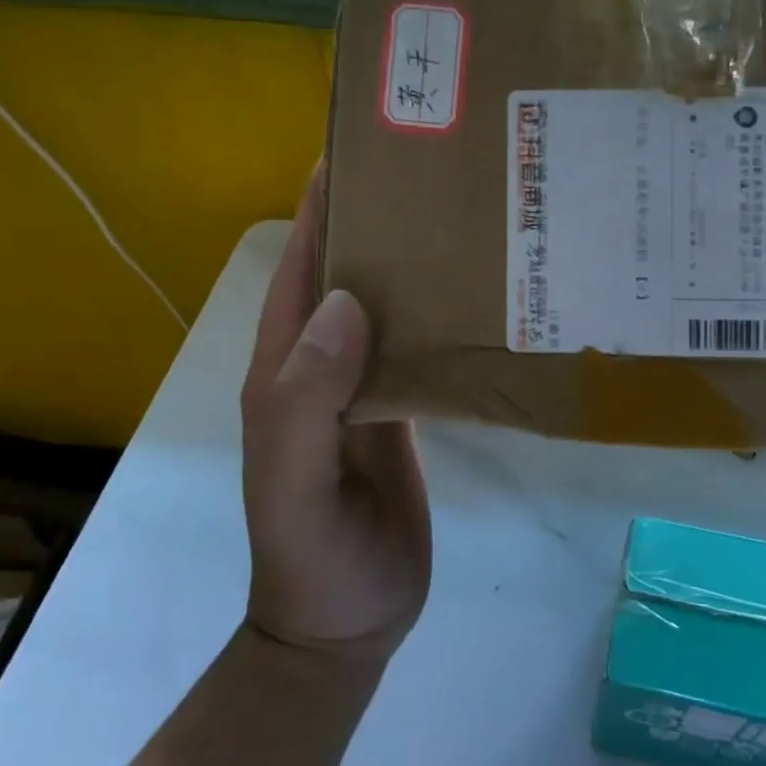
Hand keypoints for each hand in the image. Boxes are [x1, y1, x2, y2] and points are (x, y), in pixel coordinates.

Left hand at [239, 166, 431, 661]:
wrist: (347, 621)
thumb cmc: (312, 554)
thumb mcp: (294, 481)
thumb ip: (308, 398)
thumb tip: (346, 302)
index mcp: (287, 362)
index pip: (302, 262)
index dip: (322, 201)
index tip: (361, 144)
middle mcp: (323, 358)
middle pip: (347, 268)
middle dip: (378, 215)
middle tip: (435, 165)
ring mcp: (365, 380)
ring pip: (387, 300)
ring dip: (414, 258)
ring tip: (466, 212)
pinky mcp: (402, 403)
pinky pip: (418, 341)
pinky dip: (440, 310)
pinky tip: (478, 291)